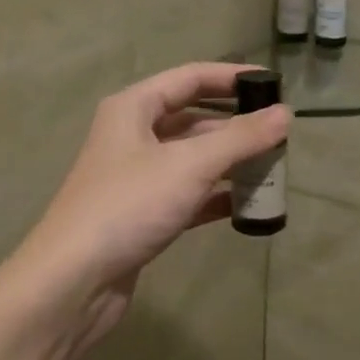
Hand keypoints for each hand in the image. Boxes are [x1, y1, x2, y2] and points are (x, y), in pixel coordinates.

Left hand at [12, 63, 290, 359]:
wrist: (74, 281)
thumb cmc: (129, 206)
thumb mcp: (189, 165)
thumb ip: (241, 138)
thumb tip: (286, 114)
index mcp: (133, 108)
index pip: (190, 78)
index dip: (232, 78)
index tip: (274, 85)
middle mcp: (132, 136)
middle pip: (193, 119)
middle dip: (236, 126)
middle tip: (280, 135)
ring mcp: (137, 178)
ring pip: (192, 159)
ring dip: (230, 163)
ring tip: (273, 169)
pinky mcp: (143, 215)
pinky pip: (188, 195)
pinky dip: (216, 197)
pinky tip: (247, 206)